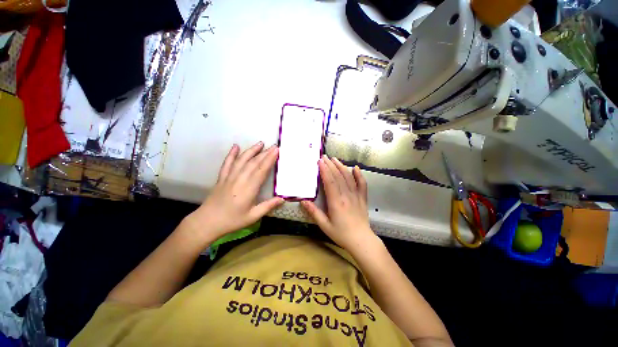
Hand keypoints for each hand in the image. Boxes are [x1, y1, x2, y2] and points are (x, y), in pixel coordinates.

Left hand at [185, 142, 283, 243]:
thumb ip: (268, 206)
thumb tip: (283, 198)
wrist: (207, 222)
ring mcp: (229, 177)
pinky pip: (227, 163)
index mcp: (249, 188)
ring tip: (260, 143)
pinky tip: (235, 146)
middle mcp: (239, 179)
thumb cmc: (232, 220)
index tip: (276, 151)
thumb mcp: (253, 216)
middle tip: (274, 145)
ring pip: (242, 160)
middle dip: (265, 153)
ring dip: (251, 150)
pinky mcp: (222, 177)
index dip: (270, 159)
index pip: (261, 170)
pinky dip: (231, 154)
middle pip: (253, 163)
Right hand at [301, 155, 376, 251]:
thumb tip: (303, 201)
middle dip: (330, 165)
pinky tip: (355, 168)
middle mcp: (347, 195)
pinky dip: (359, 175)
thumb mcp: (324, 225)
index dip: (324, 170)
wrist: (361, 240)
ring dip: (341, 167)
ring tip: (335, 159)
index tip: (320, 161)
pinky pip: (362, 184)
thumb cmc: (341, 234)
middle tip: (324, 157)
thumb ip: (314, 212)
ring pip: (348, 177)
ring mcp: (356, 196)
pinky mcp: (363, 198)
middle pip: (338, 176)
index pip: (330, 181)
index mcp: (336, 202)